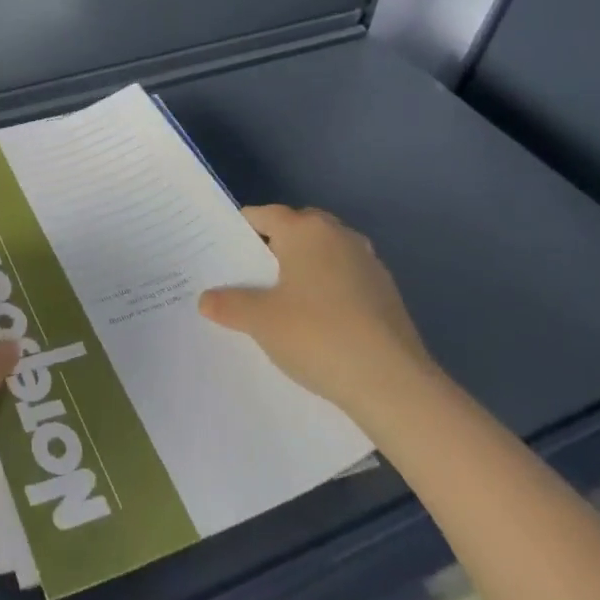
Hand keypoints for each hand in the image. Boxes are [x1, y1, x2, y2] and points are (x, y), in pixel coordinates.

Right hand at [198, 205, 436, 420]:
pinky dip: (329, 290)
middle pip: (296, 229)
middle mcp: (338, 235)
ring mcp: (367, 262)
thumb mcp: (260, 321)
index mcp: (304, 230)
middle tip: (250, 277)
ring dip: (304, 269)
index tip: (224, 254)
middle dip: (273, 248)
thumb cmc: (317, 335)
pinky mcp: (387, 292)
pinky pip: (345, 279)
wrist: (393, 384)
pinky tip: (320, 323)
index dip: (240, 232)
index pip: (263, 215)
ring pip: (324, 254)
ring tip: (283, 301)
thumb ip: (229, 305)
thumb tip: (206, 299)